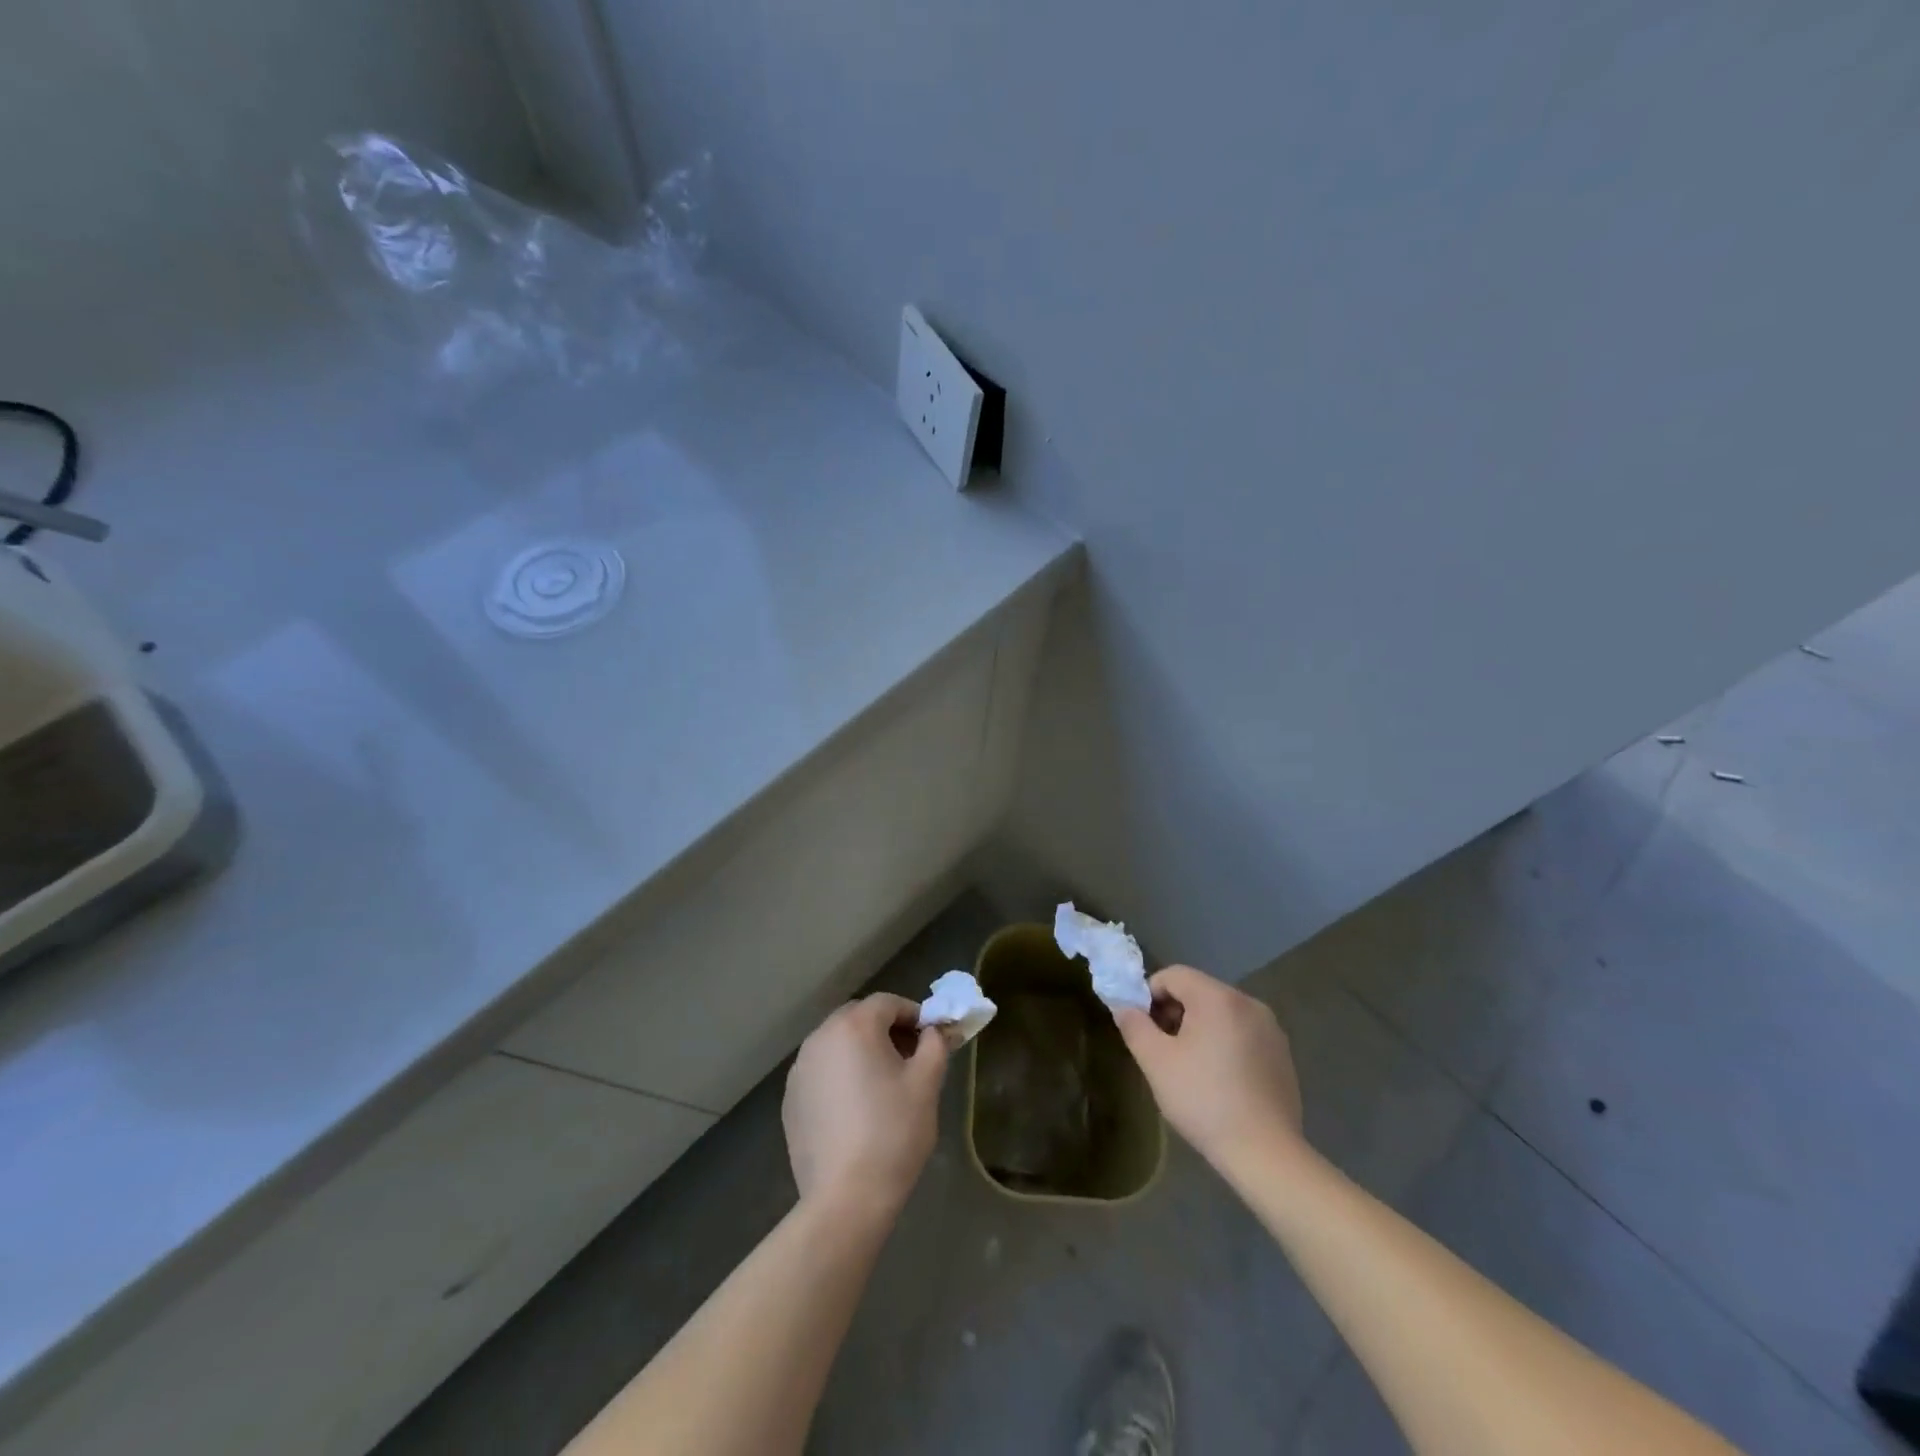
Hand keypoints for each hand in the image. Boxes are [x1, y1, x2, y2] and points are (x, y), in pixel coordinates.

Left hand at [783, 994, 948, 1219]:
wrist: (846, 1198)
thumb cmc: (893, 1132)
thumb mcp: (926, 1083)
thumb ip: (935, 1045)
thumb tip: (935, 1030)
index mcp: (853, 1027)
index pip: (887, 1003)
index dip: (913, 1015)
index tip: (930, 1039)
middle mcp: (820, 1038)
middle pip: (858, 1018)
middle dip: (885, 1030)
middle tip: (909, 1059)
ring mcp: (800, 1070)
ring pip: (837, 1044)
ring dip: (861, 1052)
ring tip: (883, 1085)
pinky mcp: (790, 1100)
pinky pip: (821, 1072)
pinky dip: (840, 1076)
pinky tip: (856, 1110)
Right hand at [1114, 965, 1303, 1170]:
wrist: (1265, 1153)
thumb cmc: (1204, 1100)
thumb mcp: (1156, 1062)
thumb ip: (1134, 1025)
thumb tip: (1124, 1006)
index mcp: (1218, 998)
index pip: (1173, 975)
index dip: (1150, 995)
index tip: (1143, 1028)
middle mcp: (1248, 1003)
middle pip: (1198, 991)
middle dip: (1174, 1012)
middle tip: (1162, 1049)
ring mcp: (1271, 1028)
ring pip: (1221, 1013)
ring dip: (1198, 1028)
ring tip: (1189, 1067)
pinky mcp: (1282, 1054)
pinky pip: (1242, 1033)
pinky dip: (1224, 1043)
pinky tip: (1219, 1080)